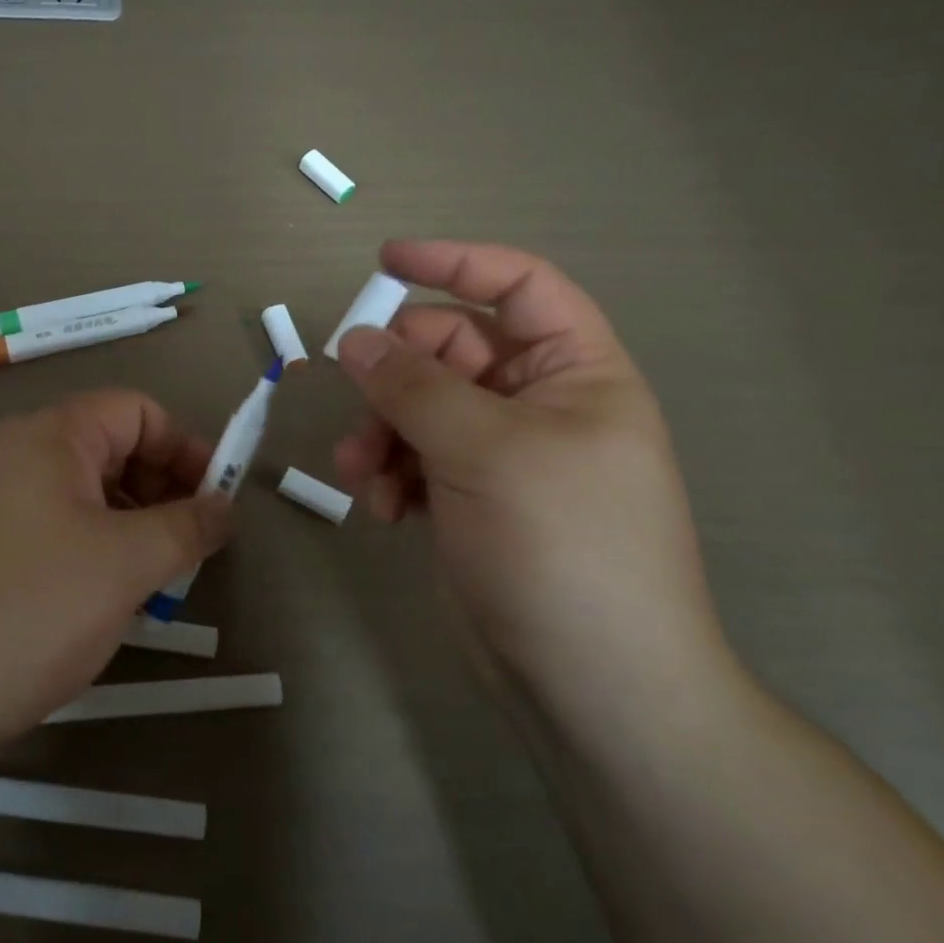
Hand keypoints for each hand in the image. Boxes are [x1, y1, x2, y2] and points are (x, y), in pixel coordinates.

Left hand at [0, 390, 232, 752]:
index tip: (217, 501)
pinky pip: (53, 525)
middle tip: (189, 546)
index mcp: (50, 435)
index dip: (186, 448)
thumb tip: (225, 507)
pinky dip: (92, 546)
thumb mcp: (126, 563)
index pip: (137, 411)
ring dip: (130, 523)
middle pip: (110, 448)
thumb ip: (187, 526)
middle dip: (161, 488)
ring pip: (83, 492)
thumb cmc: (31, 609)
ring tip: (152, 578)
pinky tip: (102, 596)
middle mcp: (15, 453)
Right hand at [333, 240, 726, 724]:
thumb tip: (355, 340)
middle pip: (448, 351)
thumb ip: (414, 387)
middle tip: (357, 396)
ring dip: (380, 432)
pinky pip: (410, 458)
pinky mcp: (464, 498)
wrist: (588, 681)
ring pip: (416, 408)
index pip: (518, 287)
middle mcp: (536, 403)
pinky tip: (380, 507)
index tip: (384, 261)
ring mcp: (497, 454)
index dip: (455, 264)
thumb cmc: (561, 547)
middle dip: (396, 375)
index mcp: (574, 371)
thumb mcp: (486, 452)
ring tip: (363, 472)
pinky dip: (387, 473)